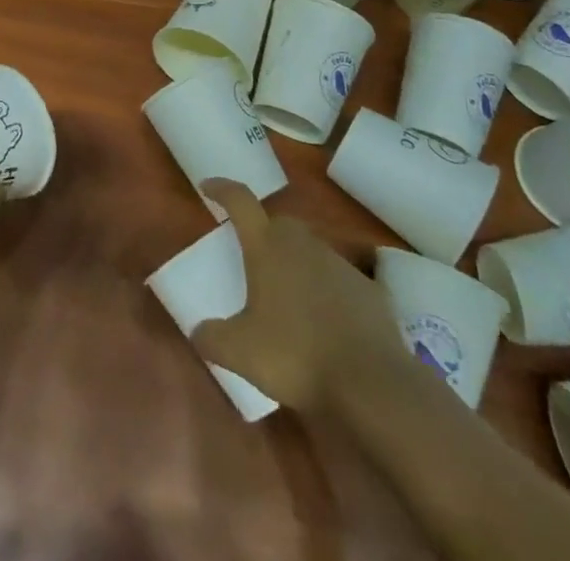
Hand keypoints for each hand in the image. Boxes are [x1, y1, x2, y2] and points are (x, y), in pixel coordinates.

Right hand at [189, 180, 415, 417]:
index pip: (239, 200)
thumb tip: (198, 331)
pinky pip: (340, 280)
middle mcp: (302, 243)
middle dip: (263, 232)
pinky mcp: (369, 288)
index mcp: (266, 246)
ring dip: (296, 262)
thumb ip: (212, 338)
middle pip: (277, 223)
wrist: (371, 382)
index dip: (222, 189)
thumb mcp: (240, 352)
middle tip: (253, 257)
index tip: (209, 186)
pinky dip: (328, 291)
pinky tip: (327, 321)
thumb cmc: (295, 355)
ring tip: (289, 296)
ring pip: (310, 249)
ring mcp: (339, 262)